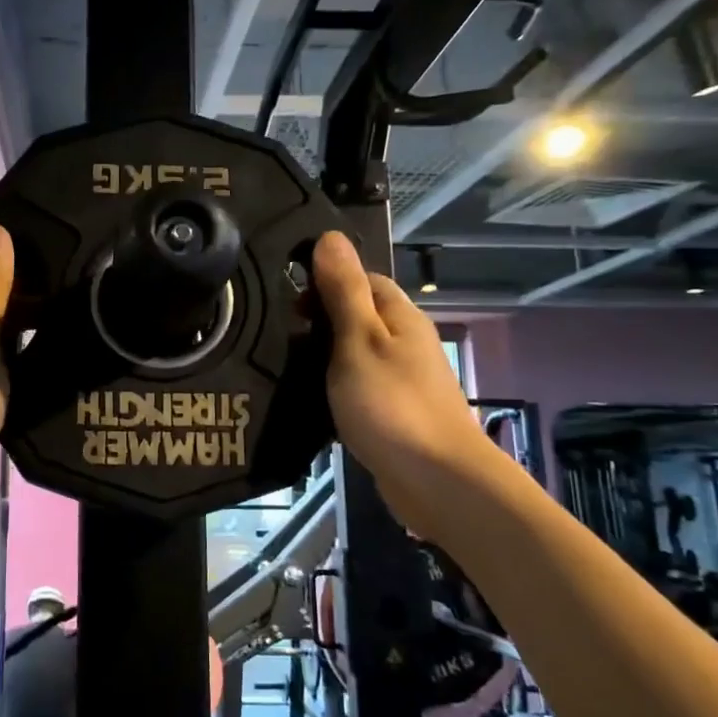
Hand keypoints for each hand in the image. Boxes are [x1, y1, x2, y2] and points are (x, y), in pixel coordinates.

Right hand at [312, 231, 486, 492]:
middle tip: (280, 335)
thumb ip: (343, 291)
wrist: (437, 480)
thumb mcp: (358, 340)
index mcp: (400, 317)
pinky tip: (313, 399)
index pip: (363, 279)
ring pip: (358, 353)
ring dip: (327, 355)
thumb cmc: (391, 404)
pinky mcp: (395, 412)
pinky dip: (337, 386)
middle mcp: (406, 342)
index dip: (325, 281)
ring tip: (288, 366)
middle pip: (360, 315)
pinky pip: (360, 385)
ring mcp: (403, 379)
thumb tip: (330, 236)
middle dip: (322, 319)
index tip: (288, 301)